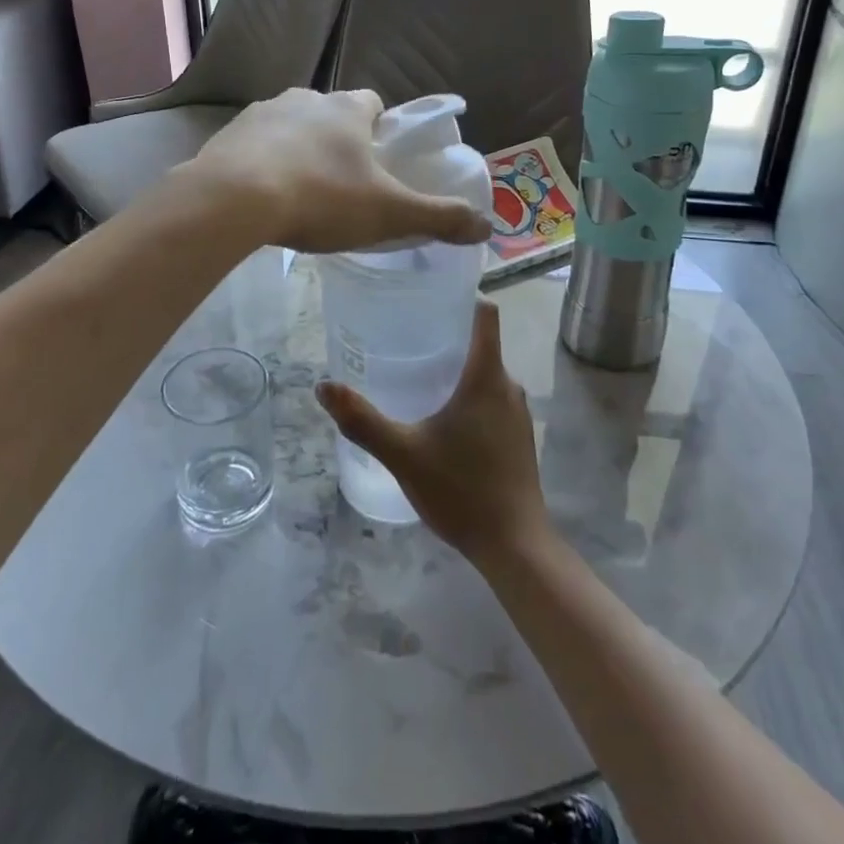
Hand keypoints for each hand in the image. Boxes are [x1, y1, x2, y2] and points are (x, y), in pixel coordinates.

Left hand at [185, 88, 491, 254]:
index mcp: (347, 109)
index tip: (380, 161)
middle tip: (343, 185)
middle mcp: (305, 99)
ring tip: (301, 194)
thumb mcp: (389, 214)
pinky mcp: (228, 134)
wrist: (234, 200)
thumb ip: (439, 218)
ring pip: (291, 128)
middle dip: (339, 142)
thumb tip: (487, 225)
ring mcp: (262, 113)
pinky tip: (263, 197)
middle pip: (331, 115)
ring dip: (300, 151)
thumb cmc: (322, 198)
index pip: (373, 103)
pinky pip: (255, 146)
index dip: (380, 130)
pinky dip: (263, 164)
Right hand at [318, 301, 549, 565]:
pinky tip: (442, 418)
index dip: (463, 298)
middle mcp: (508, 386)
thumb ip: (363, 420)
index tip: (431, 297)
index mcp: (486, 377)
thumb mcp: (404, 454)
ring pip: (487, 374)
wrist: (515, 545)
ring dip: (458, 369)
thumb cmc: (461, 490)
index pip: (485, 315)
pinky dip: (469, 395)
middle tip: (407, 338)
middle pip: (482, 343)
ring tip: (418, 375)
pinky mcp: (519, 437)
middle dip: (448, 337)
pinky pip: (493, 398)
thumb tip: (324, 386)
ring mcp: (518, 413)